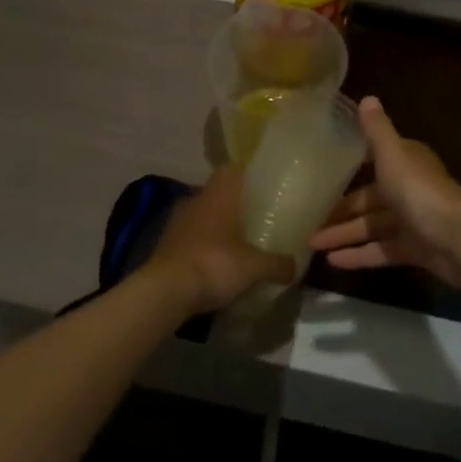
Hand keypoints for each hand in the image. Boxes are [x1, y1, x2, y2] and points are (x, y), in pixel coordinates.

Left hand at [143, 164, 296, 315]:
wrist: (165, 292)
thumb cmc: (214, 264)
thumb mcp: (254, 267)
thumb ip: (277, 264)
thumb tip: (296, 266)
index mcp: (219, 194)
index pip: (233, 169)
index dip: (248, 174)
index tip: (263, 185)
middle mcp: (197, 200)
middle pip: (219, 192)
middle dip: (235, 203)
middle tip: (256, 217)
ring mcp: (178, 221)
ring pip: (203, 214)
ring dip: (217, 225)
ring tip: (237, 242)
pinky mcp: (166, 244)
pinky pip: (191, 236)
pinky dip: (203, 245)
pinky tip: (215, 262)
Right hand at [307, 97, 460, 287]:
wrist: (457, 238)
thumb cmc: (419, 189)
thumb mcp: (392, 153)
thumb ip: (377, 129)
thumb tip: (367, 97)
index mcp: (405, 162)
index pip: (375, 159)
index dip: (352, 164)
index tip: (325, 171)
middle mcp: (408, 188)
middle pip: (368, 198)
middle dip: (340, 208)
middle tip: (308, 217)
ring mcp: (411, 221)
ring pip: (371, 226)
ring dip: (343, 233)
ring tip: (312, 243)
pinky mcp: (413, 250)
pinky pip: (380, 251)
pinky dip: (358, 255)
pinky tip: (332, 262)